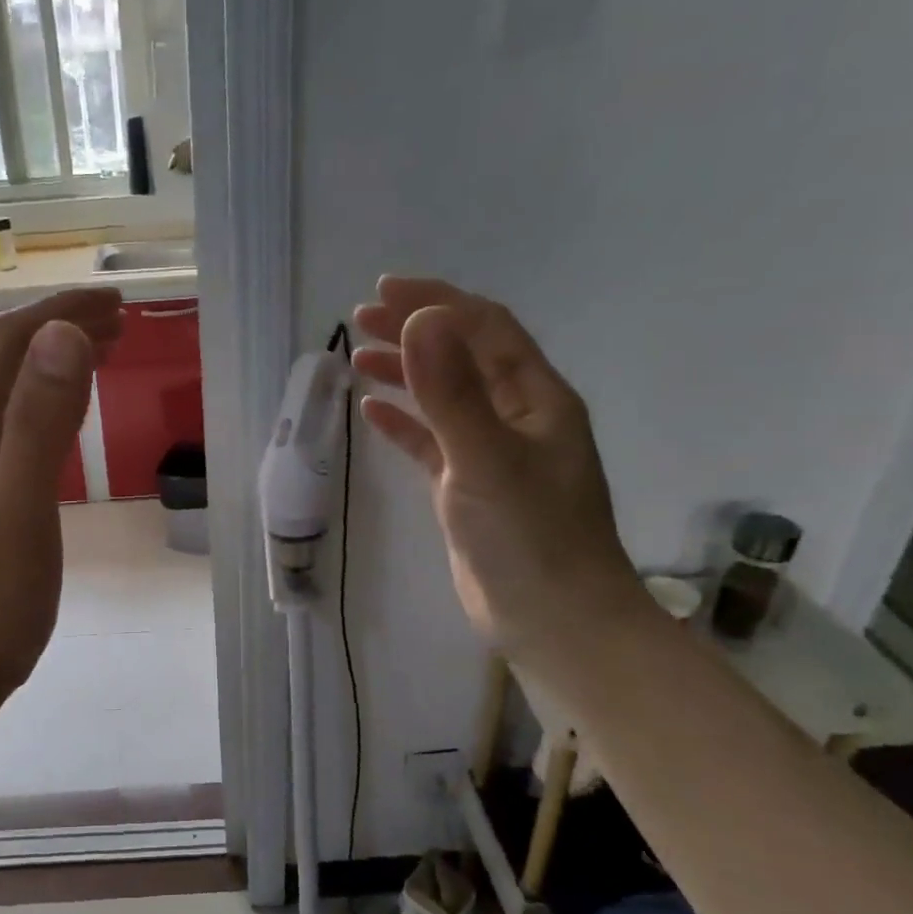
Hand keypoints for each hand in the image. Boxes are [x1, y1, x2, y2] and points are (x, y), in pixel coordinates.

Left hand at [0, 287, 123, 701]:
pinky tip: (73, 407)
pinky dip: (52, 398)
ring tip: (106, 345)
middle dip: (62, 326)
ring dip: (58, 358)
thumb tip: (63, 334)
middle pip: (9, 357)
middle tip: (121, 319)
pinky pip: (18, 421)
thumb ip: (38, 420)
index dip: (61, 311)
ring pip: (14, 388)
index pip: (11, 341)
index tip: (116, 303)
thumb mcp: (21, 503)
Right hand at [354, 275, 643, 656]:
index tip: (383, 291)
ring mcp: (494, 454)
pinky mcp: (471, 489)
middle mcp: (518, 417)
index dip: (436, 302)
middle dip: (416, 331)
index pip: (485, 328)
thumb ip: (451, 392)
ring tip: (358, 358)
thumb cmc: (529, 538)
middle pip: (463, 356)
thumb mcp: (485, 459)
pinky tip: (372, 412)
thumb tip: (420, 319)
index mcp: (536, 398)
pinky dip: (405, 423)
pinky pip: (434, 442)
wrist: (554, 622)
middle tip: (361, 319)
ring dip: (406, 373)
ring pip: (446, 398)